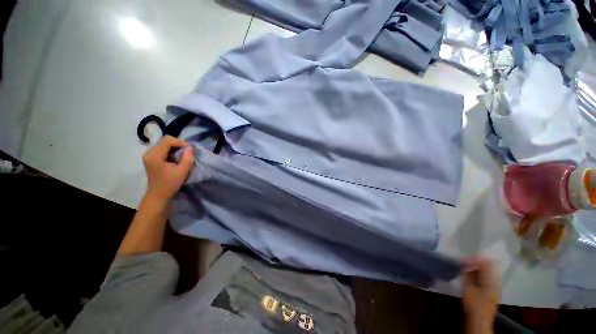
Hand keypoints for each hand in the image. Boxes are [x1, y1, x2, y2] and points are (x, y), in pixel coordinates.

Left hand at [142, 136, 193, 201]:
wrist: (158, 195)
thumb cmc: (170, 184)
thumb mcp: (182, 171)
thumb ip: (187, 158)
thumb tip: (190, 147)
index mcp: (154, 155)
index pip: (168, 140)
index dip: (180, 142)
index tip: (190, 150)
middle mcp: (149, 152)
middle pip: (165, 140)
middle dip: (178, 144)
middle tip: (187, 152)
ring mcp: (149, 155)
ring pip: (164, 144)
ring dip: (175, 147)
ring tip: (183, 155)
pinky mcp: (151, 158)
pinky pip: (162, 148)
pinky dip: (171, 151)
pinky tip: (176, 158)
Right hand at [462, 257, 499, 333]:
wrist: (480, 320)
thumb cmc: (474, 304)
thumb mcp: (467, 288)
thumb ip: (466, 274)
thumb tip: (464, 263)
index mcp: (491, 280)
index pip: (486, 263)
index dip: (475, 258)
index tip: (464, 258)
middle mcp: (496, 282)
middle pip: (488, 267)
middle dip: (476, 263)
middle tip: (465, 262)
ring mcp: (495, 287)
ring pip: (488, 273)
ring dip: (477, 269)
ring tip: (467, 268)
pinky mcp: (492, 292)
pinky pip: (487, 278)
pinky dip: (479, 275)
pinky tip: (472, 276)